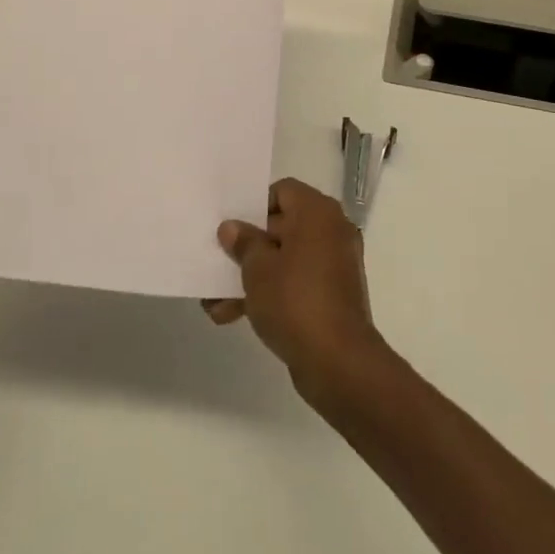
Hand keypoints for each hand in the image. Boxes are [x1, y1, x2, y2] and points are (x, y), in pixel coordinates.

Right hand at [204, 178, 387, 406]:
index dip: (255, 206)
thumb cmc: (295, 301)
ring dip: (253, 277)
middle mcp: (332, 230)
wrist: (339, 362)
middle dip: (247, 250)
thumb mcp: (257, 269)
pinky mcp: (334, 294)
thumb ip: (243, 243)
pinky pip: (297, 282)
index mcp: (317, 212)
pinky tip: (236, 316)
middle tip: (218, 265)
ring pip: (286, 259)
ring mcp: (335, 264)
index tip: (233, 229)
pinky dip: (272, 293)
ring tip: (216, 303)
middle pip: (282, 227)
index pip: (283, 191)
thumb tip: (233, 227)